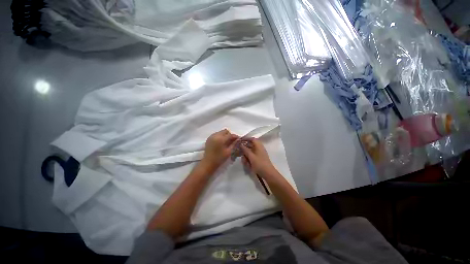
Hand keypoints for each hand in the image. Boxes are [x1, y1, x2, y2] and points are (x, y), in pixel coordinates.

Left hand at [201, 129, 238, 171]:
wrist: (208, 163)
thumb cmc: (219, 158)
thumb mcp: (228, 151)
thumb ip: (233, 144)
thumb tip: (238, 139)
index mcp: (221, 139)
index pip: (230, 134)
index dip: (235, 136)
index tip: (238, 139)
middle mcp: (216, 135)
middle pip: (225, 131)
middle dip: (229, 135)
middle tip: (232, 141)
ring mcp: (211, 136)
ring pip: (221, 132)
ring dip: (225, 135)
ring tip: (226, 142)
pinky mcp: (209, 138)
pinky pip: (216, 134)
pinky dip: (220, 136)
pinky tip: (221, 142)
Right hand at [240, 138, 277, 179]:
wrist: (268, 174)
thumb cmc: (259, 164)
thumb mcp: (251, 156)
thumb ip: (245, 150)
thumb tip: (240, 144)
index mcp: (258, 146)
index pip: (252, 139)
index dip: (246, 139)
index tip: (239, 141)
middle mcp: (259, 148)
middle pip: (250, 146)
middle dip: (244, 150)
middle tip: (240, 154)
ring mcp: (259, 154)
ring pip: (250, 152)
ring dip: (246, 156)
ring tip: (245, 162)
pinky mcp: (258, 159)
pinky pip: (252, 157)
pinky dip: (249, 159)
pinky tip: (247, 165)